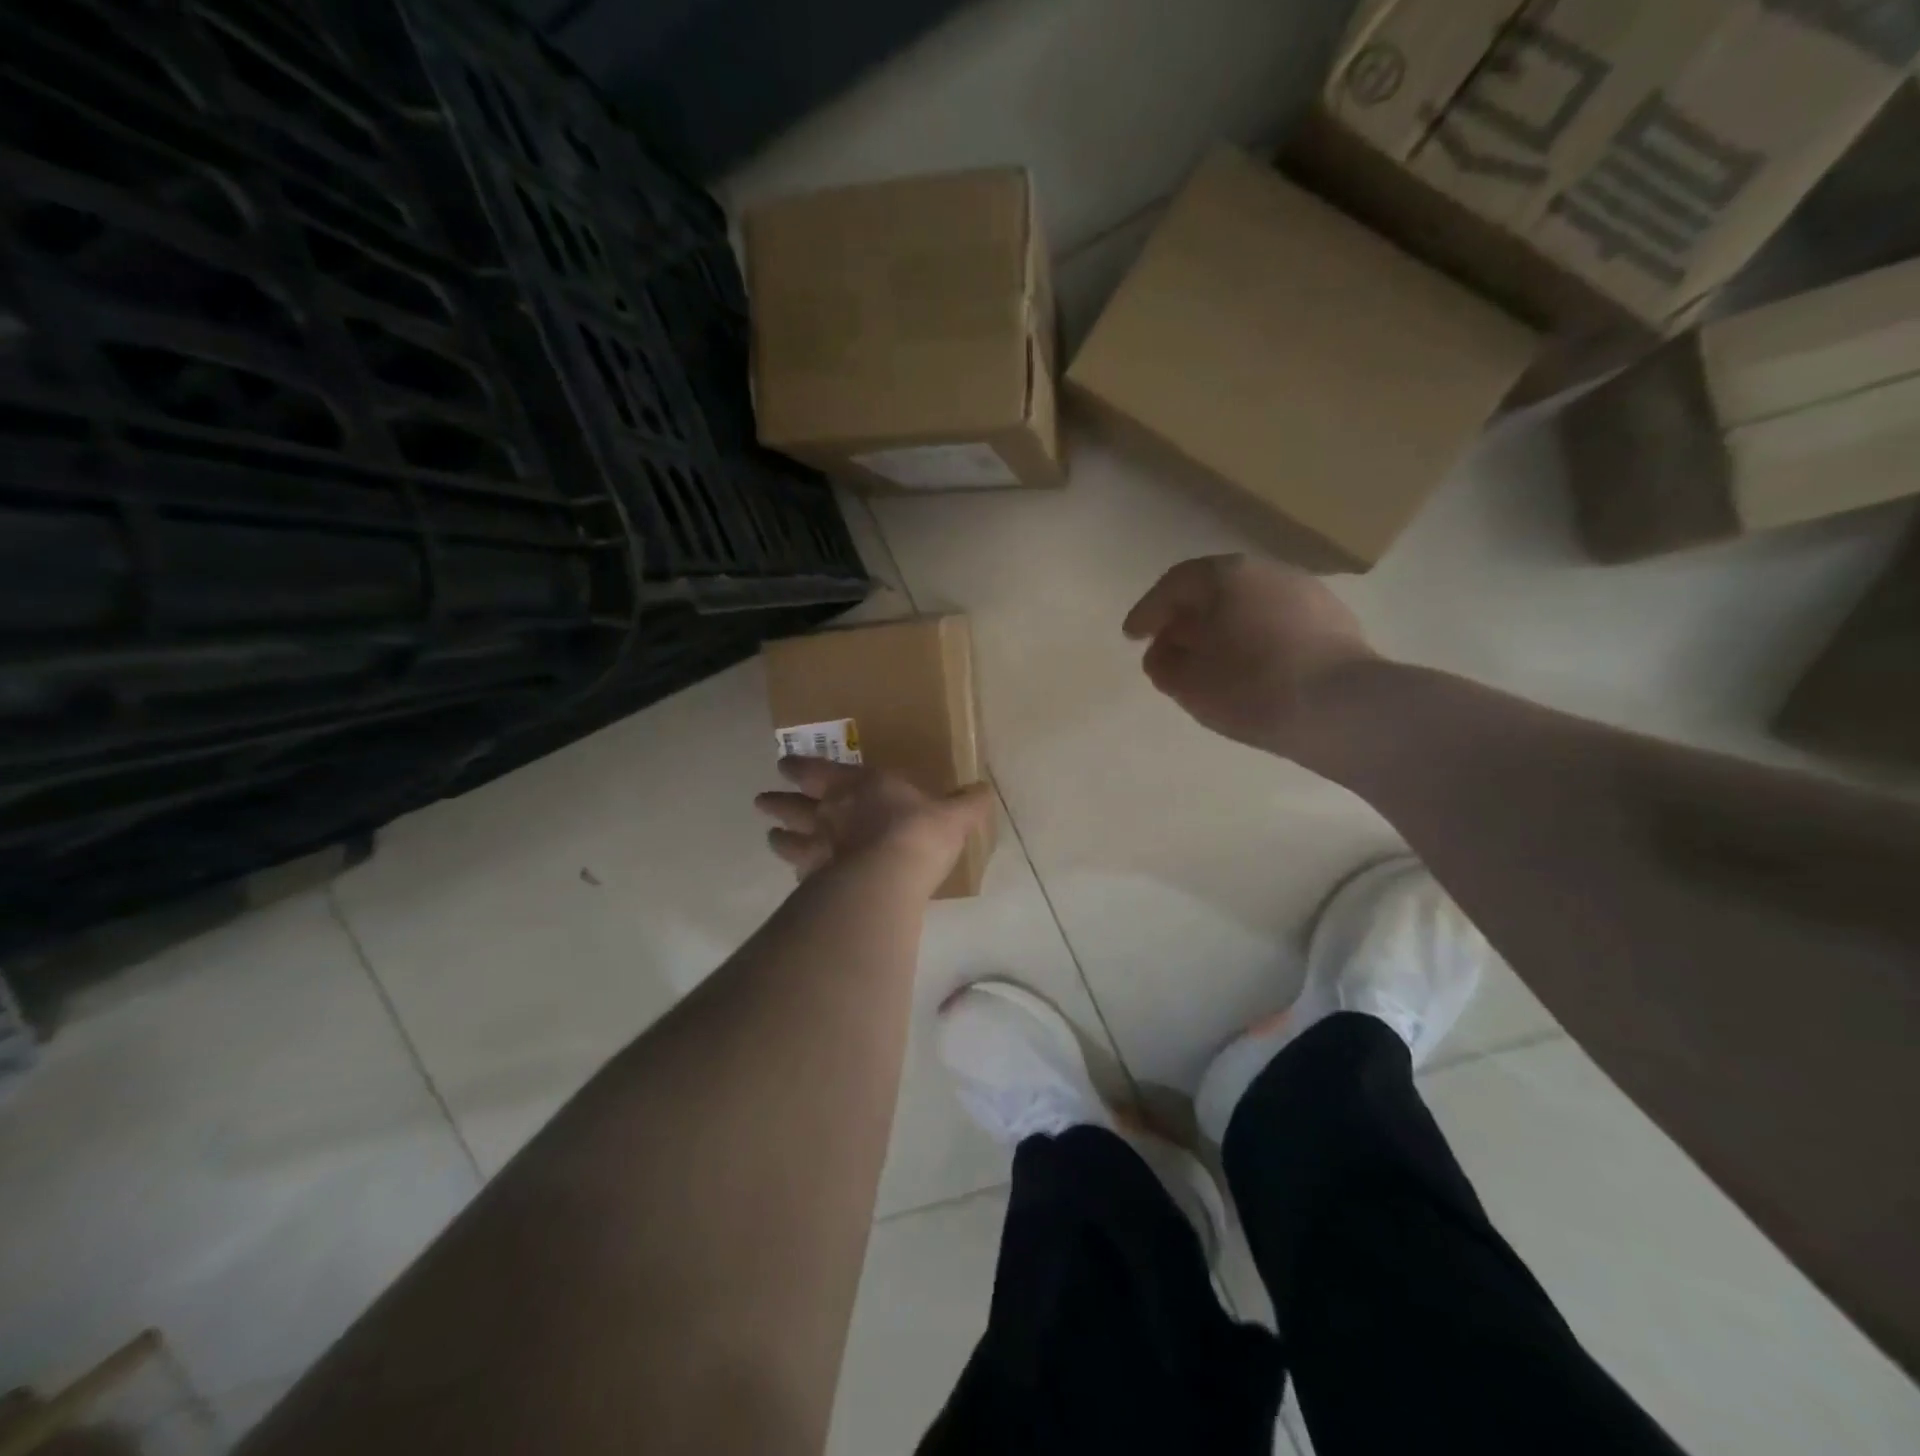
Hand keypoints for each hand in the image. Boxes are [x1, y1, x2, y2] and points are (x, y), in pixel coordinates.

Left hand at [754, 757, 993, 888]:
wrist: (891, 875)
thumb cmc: (919, 833)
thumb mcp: (953, 815)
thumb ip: (967, 803)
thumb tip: (985, 789)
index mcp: (858, 786)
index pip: (819, 771)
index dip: (800, 768)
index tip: (784, 765)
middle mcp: (830, 812)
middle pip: (794, 804)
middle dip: (778, 801)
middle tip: (762, 800)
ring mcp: (818, 847)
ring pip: (789, 839)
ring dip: (779, 836)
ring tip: (771, 836)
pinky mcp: (817, 881)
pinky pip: (800, 875)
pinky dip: (795, 874)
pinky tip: (795, 879)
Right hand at [1122, 554, 1377, 756]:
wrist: (1345, 709)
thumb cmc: (1252, 687)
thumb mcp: (1188, 682)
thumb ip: (1164, 664)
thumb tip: (1164, 653)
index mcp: (1227, 576)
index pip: (1175, 585)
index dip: (1148, 611)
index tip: (1132, 637)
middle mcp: (1269, 573)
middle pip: (1214, 591)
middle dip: (1186, 621)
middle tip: (1167, 650)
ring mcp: (1307, 595)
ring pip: (1249, 608)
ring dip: (1222, 632)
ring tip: (1209, 666)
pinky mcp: (1335, 624)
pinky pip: (1278, 627)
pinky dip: (1255, 642)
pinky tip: (1251, 672)